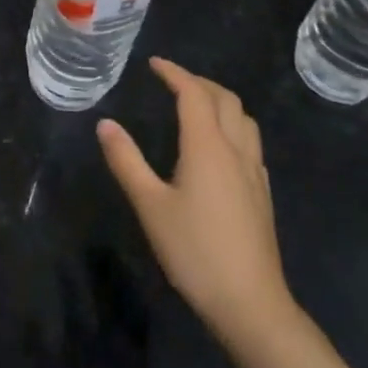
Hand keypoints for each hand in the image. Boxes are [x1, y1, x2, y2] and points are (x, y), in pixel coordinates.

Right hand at [98, 58, 296, 341]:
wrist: (251, 304)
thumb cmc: (194, 251)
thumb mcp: (149, 205)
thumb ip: (126, 160)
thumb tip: (105, 124)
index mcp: (208, 146)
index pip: (193, 94)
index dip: (174, 73)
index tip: (154, 63)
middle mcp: (236, 150)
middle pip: (224, 99)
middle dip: (198, 82)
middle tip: (172, 81)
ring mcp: (254, 172)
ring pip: (243, 119)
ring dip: (219, 101)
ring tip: (196, 105)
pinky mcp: (262, 193)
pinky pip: (250, 141)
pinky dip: (231, 125)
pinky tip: (218, 146)